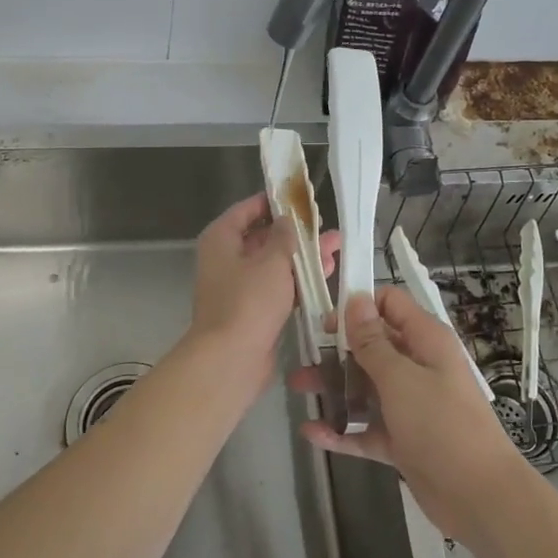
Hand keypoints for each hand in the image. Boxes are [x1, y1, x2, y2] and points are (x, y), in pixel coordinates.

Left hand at [187, 193, 339, 388]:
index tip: (302, 199)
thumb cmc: (248, 301)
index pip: (248, 209)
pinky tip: (325, 276)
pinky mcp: (252, 309)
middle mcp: (226, 258)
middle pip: (264, 237)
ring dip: (303, 258)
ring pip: (274, 263)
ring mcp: (238, 286)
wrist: (231, 359)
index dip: (275, 202)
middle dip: (297, 233)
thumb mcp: (272, 261)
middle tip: (326, 228)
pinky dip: (297, 281)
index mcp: (221, 238)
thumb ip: (285, 235)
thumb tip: (289, 220)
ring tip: (336, 250)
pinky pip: (277, 287)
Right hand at [299, 287, 528, 540]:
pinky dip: (342, 429)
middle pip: (372, 347)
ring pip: (366, 387)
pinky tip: (312, 433)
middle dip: (337, 351)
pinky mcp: (403, 440)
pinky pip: (366, 427)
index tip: (326, 323)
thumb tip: (356, 299)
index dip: (358, 307)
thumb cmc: (441, 425)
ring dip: (334, 387)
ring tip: (298, 390)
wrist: (480, 497)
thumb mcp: (401, 378)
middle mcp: (418, 367)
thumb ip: (373, 342)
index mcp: (425, 341)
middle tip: (303, 360)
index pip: (390, 304)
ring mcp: (410, 405)